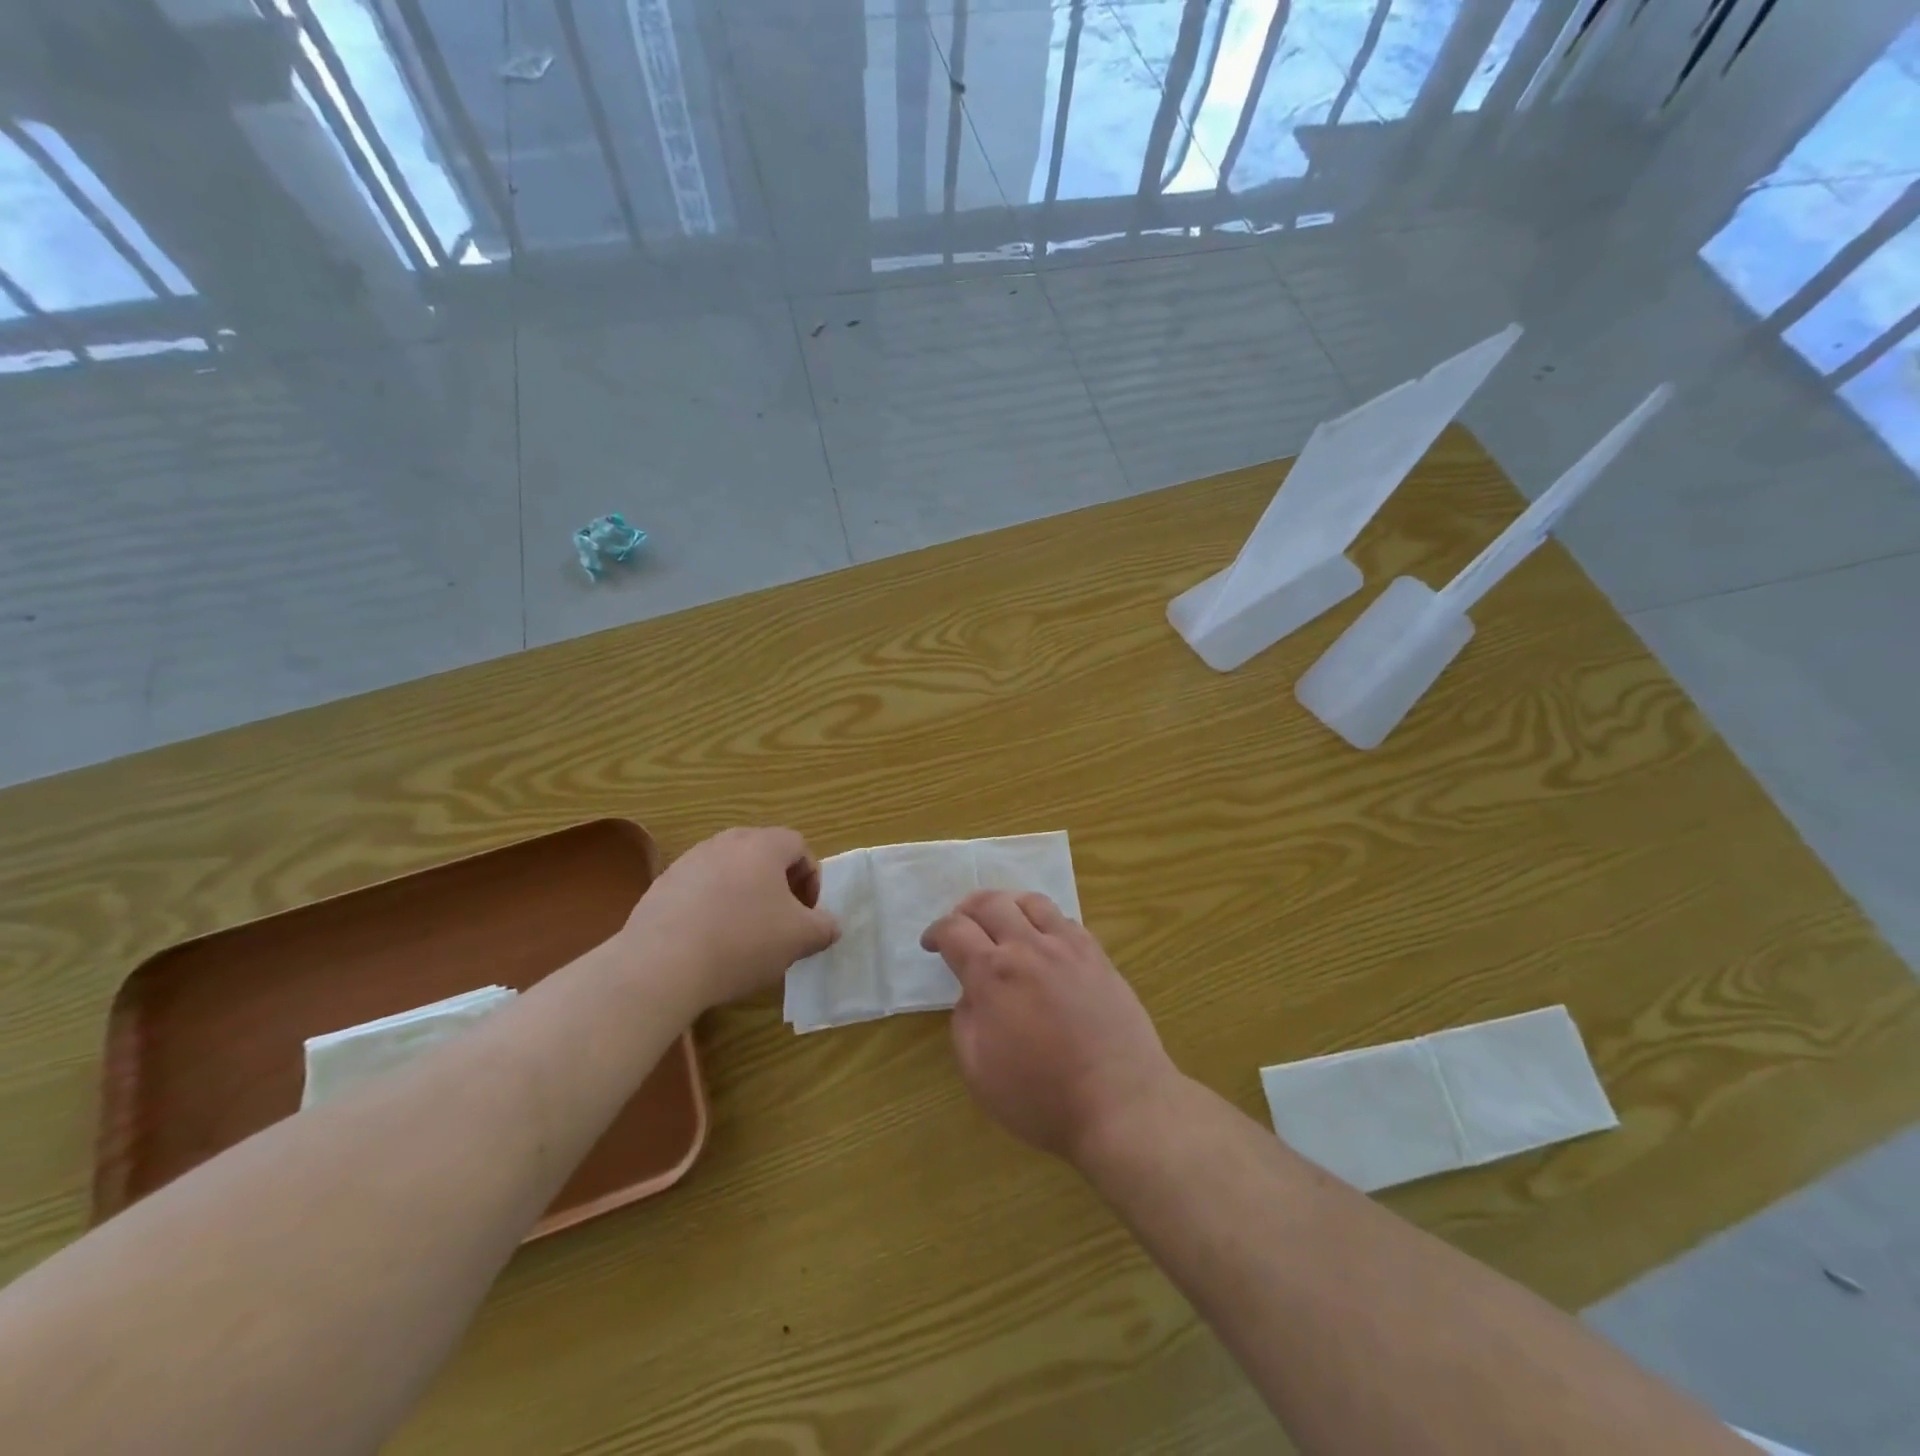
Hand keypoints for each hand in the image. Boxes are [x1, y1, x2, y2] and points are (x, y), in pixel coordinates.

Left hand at [621, 827, 837, 1012]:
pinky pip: (699, 889)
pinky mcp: (661, 886)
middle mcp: (725, 842)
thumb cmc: (742, 942)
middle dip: (777, 885)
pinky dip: (712, 908)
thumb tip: (829, 925)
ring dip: (744, 895)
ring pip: (729, 871)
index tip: (807, 912)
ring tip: (743, 935)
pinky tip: (709, 942)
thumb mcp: (799, 939)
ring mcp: (689, 861)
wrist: (661, 964)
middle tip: (780, 921)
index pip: (798, 845)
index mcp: (762, 845)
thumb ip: (823, 927)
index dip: (811, 877)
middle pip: (762, 854)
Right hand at [922, 891, 1179, 1163]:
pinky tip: (1043, 940)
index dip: (936, 932)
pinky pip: (1065, 920)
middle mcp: (1028, 947)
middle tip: (960, 925)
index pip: (954, 930)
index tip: (932, 944)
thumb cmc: (1042, 1097)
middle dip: (966, 909)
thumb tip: (972, 993)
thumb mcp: (978, 1071)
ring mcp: (1068, 947)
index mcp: (993, 974)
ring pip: (1031, 901)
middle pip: (991, 903)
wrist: (1120, 1103)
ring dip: (1007, 904)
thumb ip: (964, 1021)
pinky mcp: (1097, 956)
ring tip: (1001, 921)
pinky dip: (1043, 920)